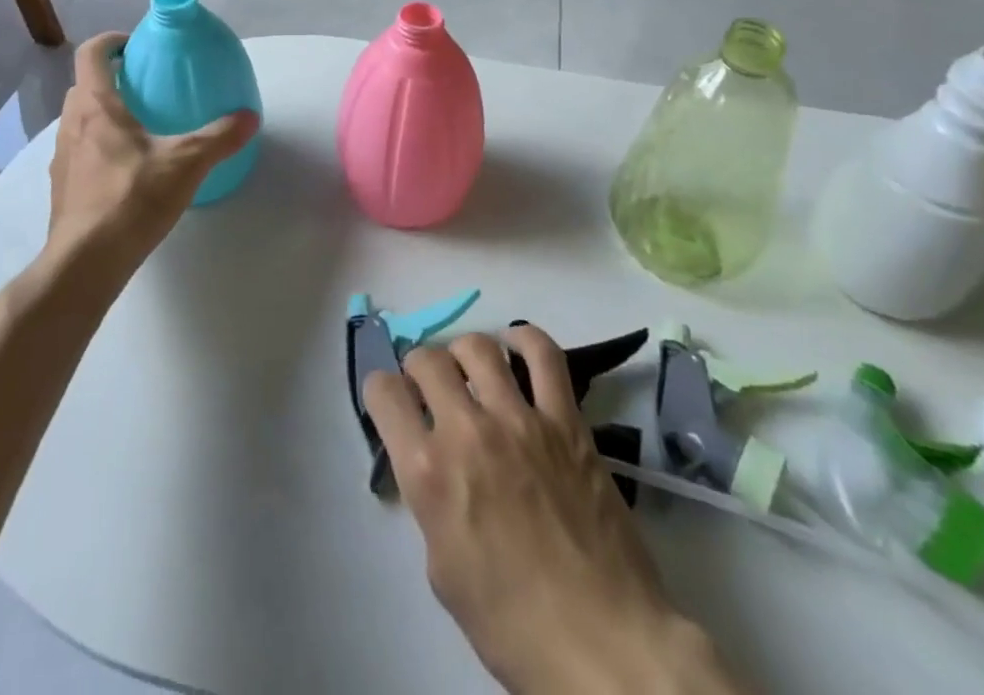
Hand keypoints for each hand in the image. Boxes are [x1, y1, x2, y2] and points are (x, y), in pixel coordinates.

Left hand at [44, 33, 257, 278]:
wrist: (85, 262)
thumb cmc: (132, 198)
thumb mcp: (186, 163)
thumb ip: (219, 137)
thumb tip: (250, 117)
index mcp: (96, 106)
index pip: (91, 53)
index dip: (111, 42)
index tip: (135, 46)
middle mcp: (71, 124)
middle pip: (84, 86)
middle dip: (111, 80)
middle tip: (146, 88)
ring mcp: (62, 157)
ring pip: (79, 120)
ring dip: (103, 114)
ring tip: (140, 130)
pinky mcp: (62, 187)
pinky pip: (80, 151)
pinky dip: (99, 147)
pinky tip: (128, 171)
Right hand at [364, 326, 734, 694]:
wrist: (603, 644)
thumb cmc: (513, 625)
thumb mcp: (443, 570)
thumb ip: (430, 502)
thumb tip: (434, 466)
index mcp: (428, 472)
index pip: (384, 394)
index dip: (380, 391)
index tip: (390, 400)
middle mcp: (467, 431)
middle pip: (427, 360)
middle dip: (418, 367)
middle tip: (429, 386)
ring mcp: (520, 419)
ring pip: (478, 347)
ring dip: (463, 352)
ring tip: (470, 369)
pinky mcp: (566, 420)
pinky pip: (543, 354)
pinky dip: (525, 339)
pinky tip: (516, 346)